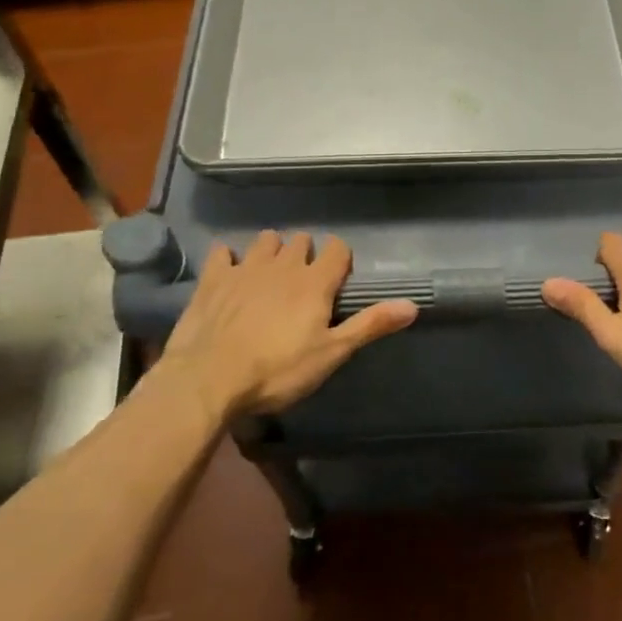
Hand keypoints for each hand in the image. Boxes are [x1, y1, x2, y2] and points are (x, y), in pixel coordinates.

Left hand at [148, 231, 416, 420]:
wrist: (208, 379)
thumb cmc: (277, 371)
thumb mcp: (331, 354)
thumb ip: (370, 325)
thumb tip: (413, 305)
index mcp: (314, 282)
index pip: (337, 250)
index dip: (340, 259)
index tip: (338, 278)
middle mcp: (283, 265)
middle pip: (301, 241)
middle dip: (306, 253)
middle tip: (304, 280)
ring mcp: (245, 268)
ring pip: (265, 240)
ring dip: (272, 250)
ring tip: (270, 273)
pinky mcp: (212, 279)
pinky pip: (223, 252)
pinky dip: (229, 258)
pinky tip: (229, 272)